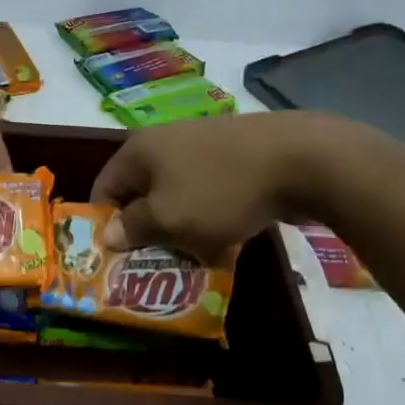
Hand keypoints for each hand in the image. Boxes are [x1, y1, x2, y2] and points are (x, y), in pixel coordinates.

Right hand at [90, 112, 333, 260]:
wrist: (299, 160)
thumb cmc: (220, 191)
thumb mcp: (168, 218)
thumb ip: (133, 227)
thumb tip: (107, 234)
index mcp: (139, 151)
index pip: (104, 188)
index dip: (106, 224)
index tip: (119, 258)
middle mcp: (165, 142)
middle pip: (142, 194)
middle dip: (149, 231)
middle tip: (160, 262)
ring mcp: (202, 146)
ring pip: (178, 197)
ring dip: (183, 228)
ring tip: (198, 256)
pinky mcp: (233, 156)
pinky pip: (208, 193)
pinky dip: (211, 217)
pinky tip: (228, 240)